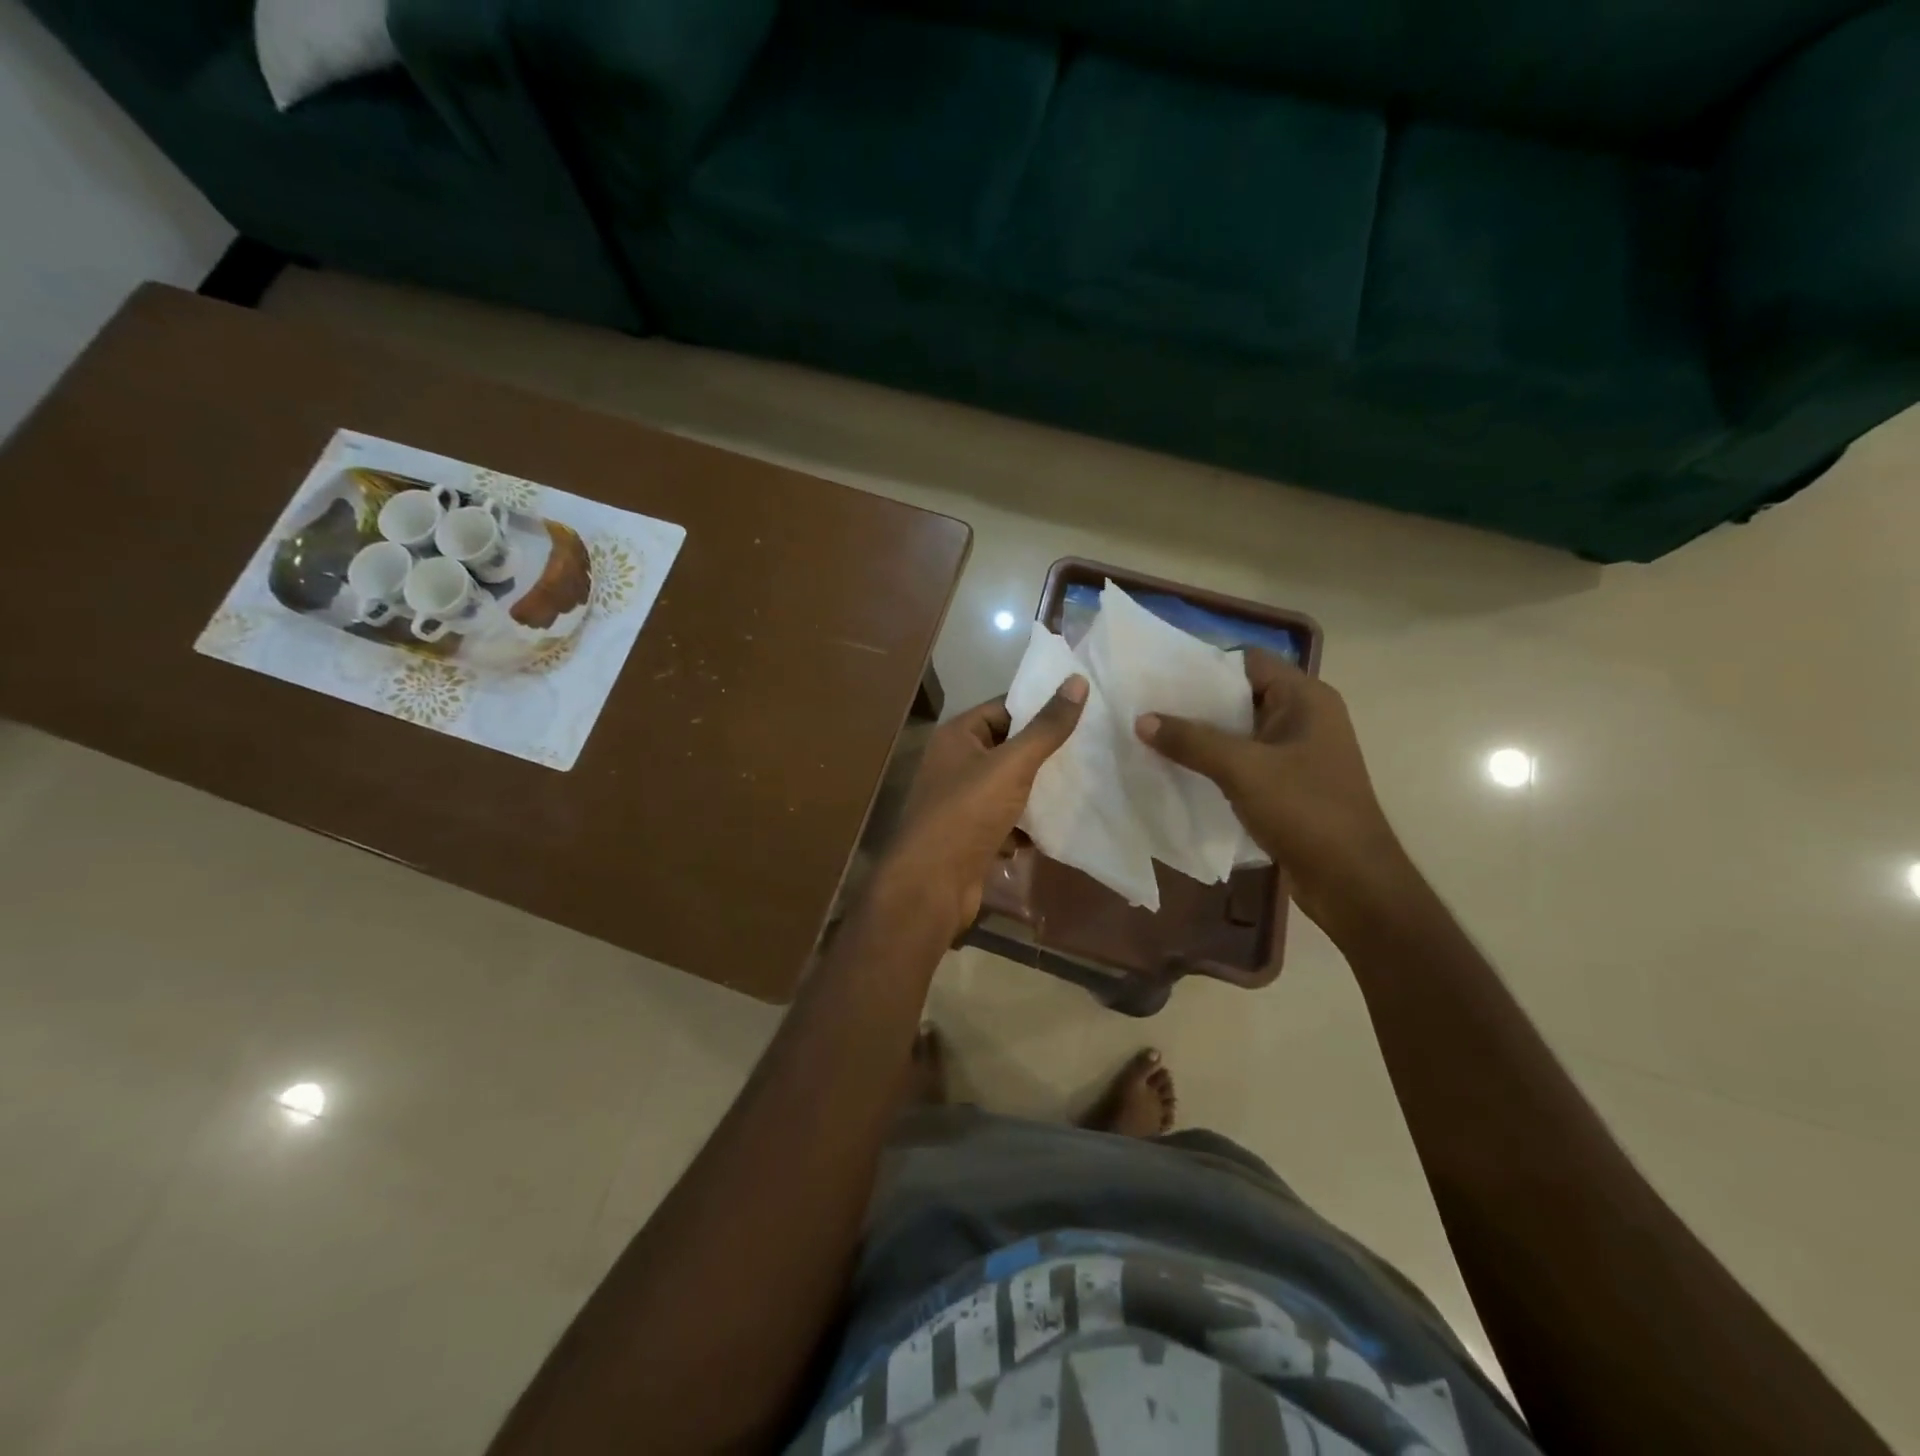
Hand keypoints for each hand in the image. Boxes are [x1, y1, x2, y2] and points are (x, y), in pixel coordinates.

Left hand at [880, 677, 1087, 939]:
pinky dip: (1026, 825)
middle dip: (1045, 753)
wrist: (932, 884)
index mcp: (957, 736)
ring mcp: (962, 802)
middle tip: (1092, 748)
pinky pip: (1006, 820)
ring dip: (1039, 791)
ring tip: (1085, 784)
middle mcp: (955, 763)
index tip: (1083, 709)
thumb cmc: (967, 813)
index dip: (1040, 708)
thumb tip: (1078, 680)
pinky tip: (1057, 826)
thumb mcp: (1012, 764)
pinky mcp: (971, 835)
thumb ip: (1046, 727)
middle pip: (1008, 748)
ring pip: (1010, 787)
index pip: (1004, 707)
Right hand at [1136, 651, 1404, 927]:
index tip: (1159, 676)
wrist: (1351, 880)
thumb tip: (1141, 719)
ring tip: (1153, 734)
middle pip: (1241, 694)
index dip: (1205, 665)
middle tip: (1146, 705)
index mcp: (1306, 698)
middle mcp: (1305, 717)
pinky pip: (1244, 760)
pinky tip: (1179, 769)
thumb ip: (1191, 741)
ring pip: (1240, 731)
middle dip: (1195, 702)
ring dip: (1202, 735)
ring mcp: (1298, 752)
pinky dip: (1214, 761)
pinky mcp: (1289, 783)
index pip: (1248, 661)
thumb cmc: (1305, 811)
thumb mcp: (1242, 770)